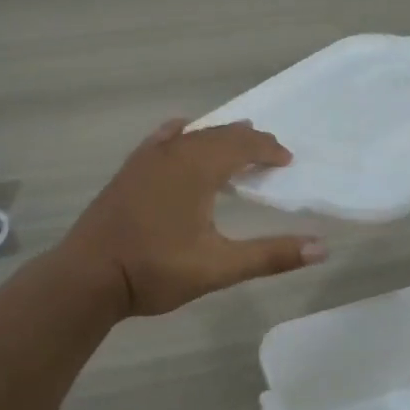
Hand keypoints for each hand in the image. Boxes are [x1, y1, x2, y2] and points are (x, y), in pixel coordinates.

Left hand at [60, 120, 328, 316]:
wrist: (88, 276)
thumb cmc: (155, 270)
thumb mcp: (219, 267)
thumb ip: (270, 255)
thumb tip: (321, 247)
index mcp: (198, 168)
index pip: (243, 145)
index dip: (268, 149)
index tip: (287, 160)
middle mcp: (173, 153)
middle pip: (219, 134)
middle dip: (247, 140)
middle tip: (269, 153)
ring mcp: (146, 159)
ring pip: (191, 135)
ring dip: (217, 137)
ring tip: (235, 142)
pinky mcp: (128, 171)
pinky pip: (161, 140)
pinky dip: (181, 135)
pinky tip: (180, 133)